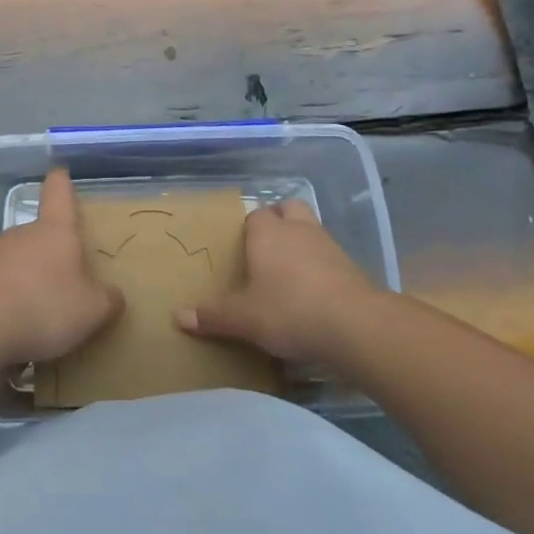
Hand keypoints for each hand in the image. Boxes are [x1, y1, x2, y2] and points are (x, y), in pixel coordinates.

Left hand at [0, 167, 122, 367]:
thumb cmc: (45, 306)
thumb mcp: (92, 310)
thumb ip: (107, 300)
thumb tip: (113, 295)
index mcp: (55, 230)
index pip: (58, 192)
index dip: (61, 181)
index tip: (60, 171)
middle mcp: (22, 234)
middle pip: (40, 232)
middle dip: (53, 250)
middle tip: (69, 275)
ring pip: (19, 260)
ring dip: (31, 278)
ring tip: (45, 311)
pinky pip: (1, 287)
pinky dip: (11, 301)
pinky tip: (18, 328)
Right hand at [175, 199, 384, 362]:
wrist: (354, 325)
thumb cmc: (289, 311)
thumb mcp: (244, 319)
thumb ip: (214, 316)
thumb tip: (179, 316)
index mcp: (268, 234)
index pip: (256, 215)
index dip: (249, 229)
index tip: (242, 248)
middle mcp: (298, 230)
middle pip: (289, 208)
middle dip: (279, 220)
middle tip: (266, 248)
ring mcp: (329, 245)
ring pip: (311, 229)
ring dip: (302, 242)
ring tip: (289, 272)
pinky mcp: (351, 266)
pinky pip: (330, 255)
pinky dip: (321, 266)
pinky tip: (314, 292)